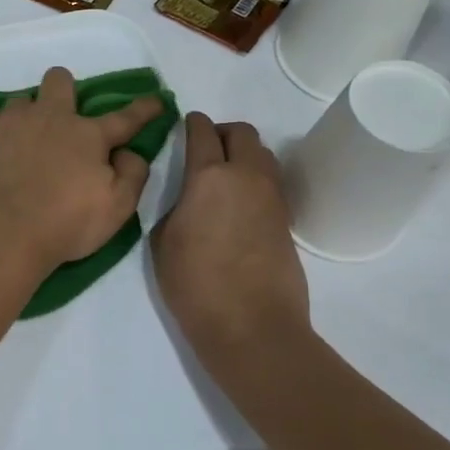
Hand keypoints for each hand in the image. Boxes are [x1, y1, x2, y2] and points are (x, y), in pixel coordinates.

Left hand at [0, 67, 163, 276]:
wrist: (6, 231)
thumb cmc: (66, 223)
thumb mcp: (118, 208)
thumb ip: (133, 175)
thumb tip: (129, 152)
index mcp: (88, 135)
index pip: (125, 118)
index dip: (143, 109)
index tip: (156, 101)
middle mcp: (51, 117)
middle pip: (60, 81)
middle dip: (63, 90)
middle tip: (61, 116)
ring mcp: (12, 119)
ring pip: (20, 98)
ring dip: (24, 114)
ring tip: (19, 138)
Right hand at [153, 113, 310, 351]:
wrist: (251, 326)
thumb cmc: (195, 284)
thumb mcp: (162, 242)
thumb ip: (174, 208)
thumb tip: (190, 201)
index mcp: (209, 176)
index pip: (203, 132)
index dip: (192, 123)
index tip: (185, 124)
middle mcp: (246, 176)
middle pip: (242, 133)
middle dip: (223, 132)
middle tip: (205, 149)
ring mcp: (272, 198)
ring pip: (263, 155)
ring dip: (244, 154)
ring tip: (224, 176)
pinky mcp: (286, 221)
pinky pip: (271, 183)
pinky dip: (255, 180)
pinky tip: (239, 204)